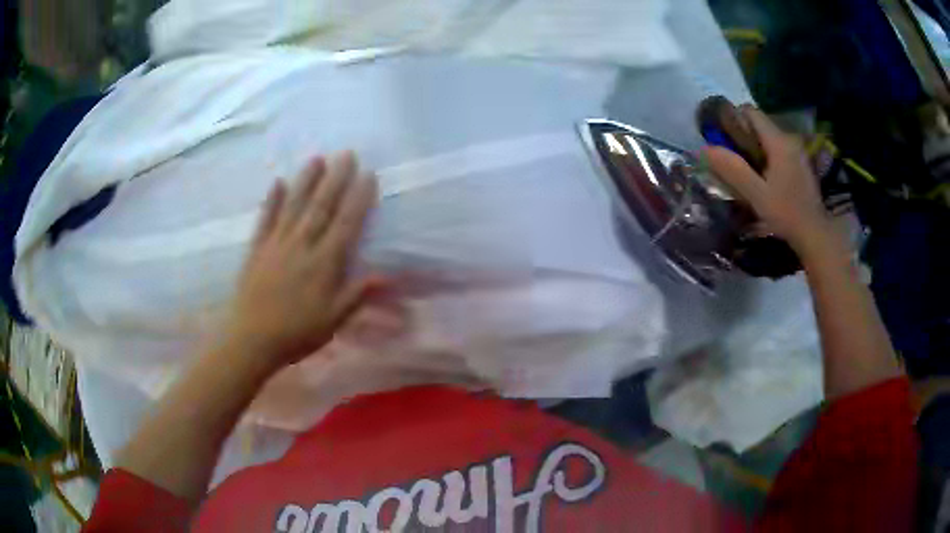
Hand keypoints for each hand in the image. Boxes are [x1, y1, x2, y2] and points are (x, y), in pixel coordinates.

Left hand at [223, 151, 379, 373]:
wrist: (251, 339)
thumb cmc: (296, 333)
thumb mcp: (333, 320)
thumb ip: (357, 294)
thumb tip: (386, 275)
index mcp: (323, 264)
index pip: (345, 224)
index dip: (358, 199)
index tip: (368, 175)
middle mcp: (301, 246)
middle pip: (321, 207)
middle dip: (336, 179)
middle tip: (346, 154)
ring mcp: (276, 244)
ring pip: (294, 206)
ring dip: (306, 180)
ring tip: (317, 158)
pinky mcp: (257, 249)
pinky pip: (265, 219)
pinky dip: (272, 200)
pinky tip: (278, 182)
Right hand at [704, 106, 841, 258]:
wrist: (815, 233)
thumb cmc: (786, 213)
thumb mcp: (756, 194)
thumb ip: (732, 169)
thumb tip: (705, 149)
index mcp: (778, 141)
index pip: (750, 112)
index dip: (733, 119)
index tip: (723, 138)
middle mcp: (789, 139)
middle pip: (759, 124)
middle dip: (743, 135)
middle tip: (732, 159)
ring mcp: (797, 151)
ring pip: (768, 137)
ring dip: (755, 147)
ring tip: (747, 170)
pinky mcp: (801, 163)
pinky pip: (778, 149)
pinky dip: (767, 156)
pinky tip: (764, 177)